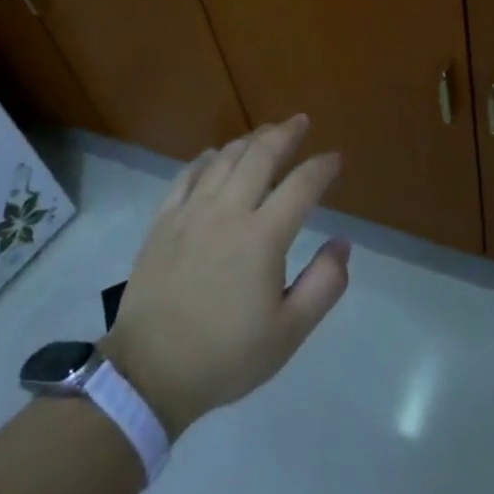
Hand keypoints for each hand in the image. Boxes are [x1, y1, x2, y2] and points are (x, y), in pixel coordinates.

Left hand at [103, 116, 350, 435]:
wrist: (150, 371)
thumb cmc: (226, 355)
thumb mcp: (289, 333)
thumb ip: (324, 285)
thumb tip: (343, 243)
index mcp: (263, 238)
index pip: (301, 186)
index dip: (322, 167)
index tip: (335, 158)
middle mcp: (228, 212)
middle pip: (260, 156)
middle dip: (285, 134)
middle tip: (301, 122)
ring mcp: (191, 212)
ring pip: (224, 158)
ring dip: (249, 140)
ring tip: (265, 134)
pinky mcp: (163, 220)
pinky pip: (187, 174)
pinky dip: (207, 158)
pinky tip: (215, 156)